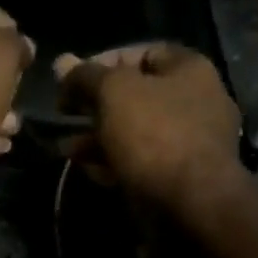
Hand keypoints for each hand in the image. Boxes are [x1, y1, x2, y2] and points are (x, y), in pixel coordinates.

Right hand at [54, 43, 242, 209]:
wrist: (191, 205)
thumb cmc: (155, 135)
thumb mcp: (114, 92)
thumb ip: (85, 76)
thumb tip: (62, 63)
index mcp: (190, 71)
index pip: (143, 52)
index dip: (104, 61)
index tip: (73, 79)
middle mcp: (195, 102)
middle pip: (136, 95)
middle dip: (95, 105)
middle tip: (64, 114)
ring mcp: (189, 143)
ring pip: (134, 132)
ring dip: (97, 137)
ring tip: (65, 148)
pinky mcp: (178, 178)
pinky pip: (140, 161)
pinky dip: (113, 161)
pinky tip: (86, 169)